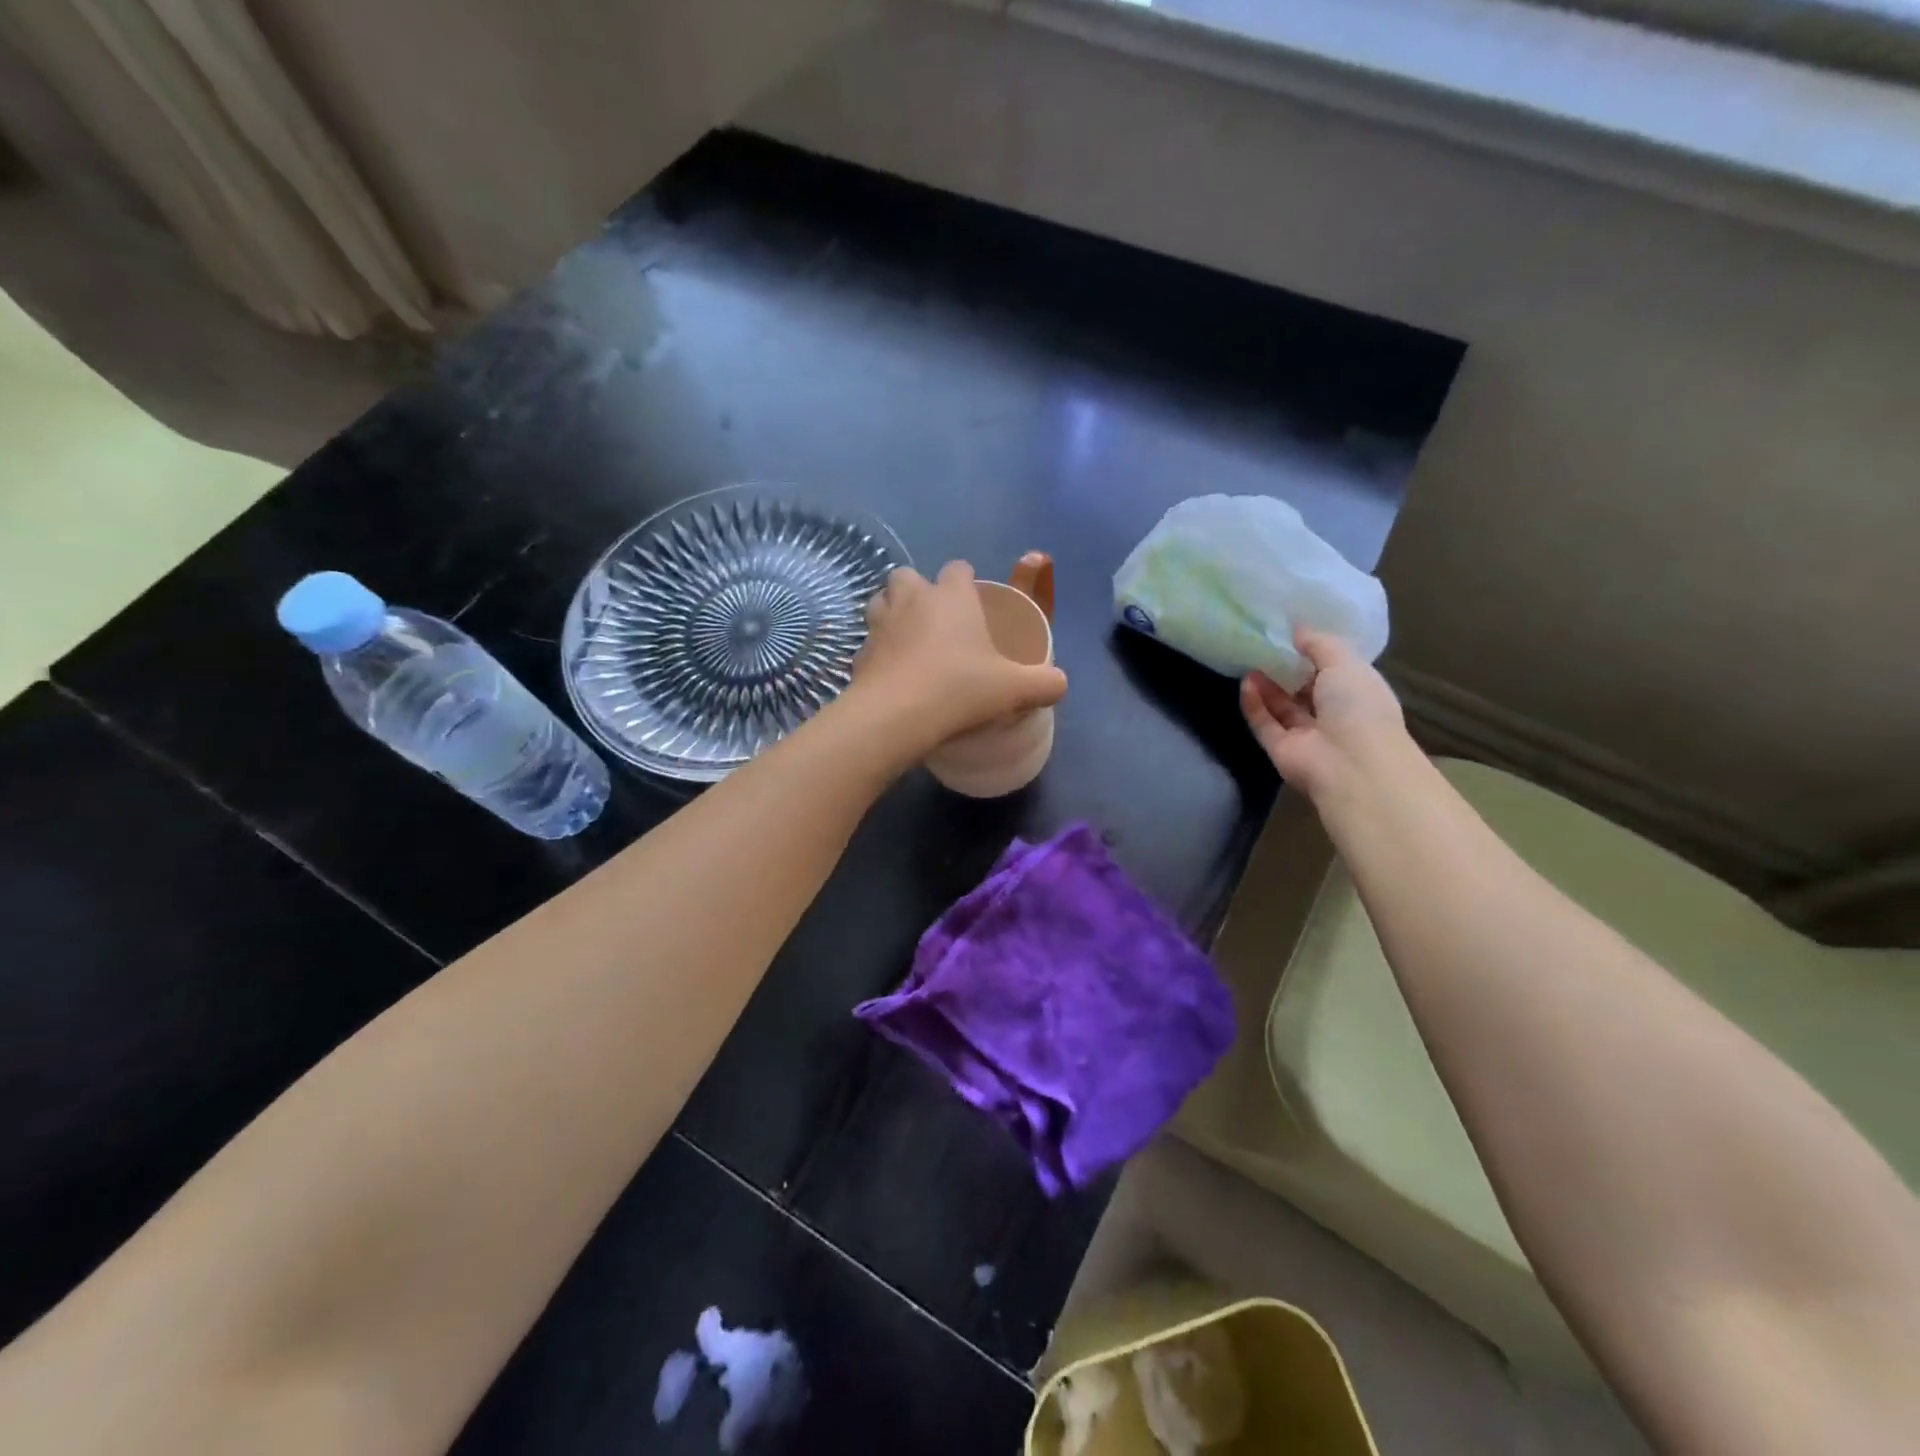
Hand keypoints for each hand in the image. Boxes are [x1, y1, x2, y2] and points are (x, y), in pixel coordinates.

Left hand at [851, 562, 1067, 751]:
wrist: (898, 716)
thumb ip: (1044, 683)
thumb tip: (1060, 684)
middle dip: (918, 590)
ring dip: (891, 613)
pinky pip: (868, 644)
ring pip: (879, 602)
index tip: (973, 603)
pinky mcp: (858, 654)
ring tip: (908, 640)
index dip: (965, 582)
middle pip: (907, 575)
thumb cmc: (960, 689)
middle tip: (935, 621)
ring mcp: (879, 624)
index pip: (957, 568)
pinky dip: (878, 653)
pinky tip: (891, 675)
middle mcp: (911, 600)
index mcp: (950, 596)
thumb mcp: (1014, 689)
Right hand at [1240, 630, 1409, 804]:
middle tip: (1264, 644)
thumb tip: (1297, 629)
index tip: (1291, 633)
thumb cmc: (1358, 706)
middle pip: (1305, 690)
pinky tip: (1245, 683)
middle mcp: (1334, 715)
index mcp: (1358, 693)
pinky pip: (1264, 724)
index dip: (1314, 653)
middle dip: (1286, 669)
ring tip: (1249, 660)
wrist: (1350, 764)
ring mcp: (1306, 735)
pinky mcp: (1281, 750)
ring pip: (1282, 707)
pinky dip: (1254, 705)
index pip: (1335, 671)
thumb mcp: (1344, 661)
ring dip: (1267, 685)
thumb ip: (1319, 643)